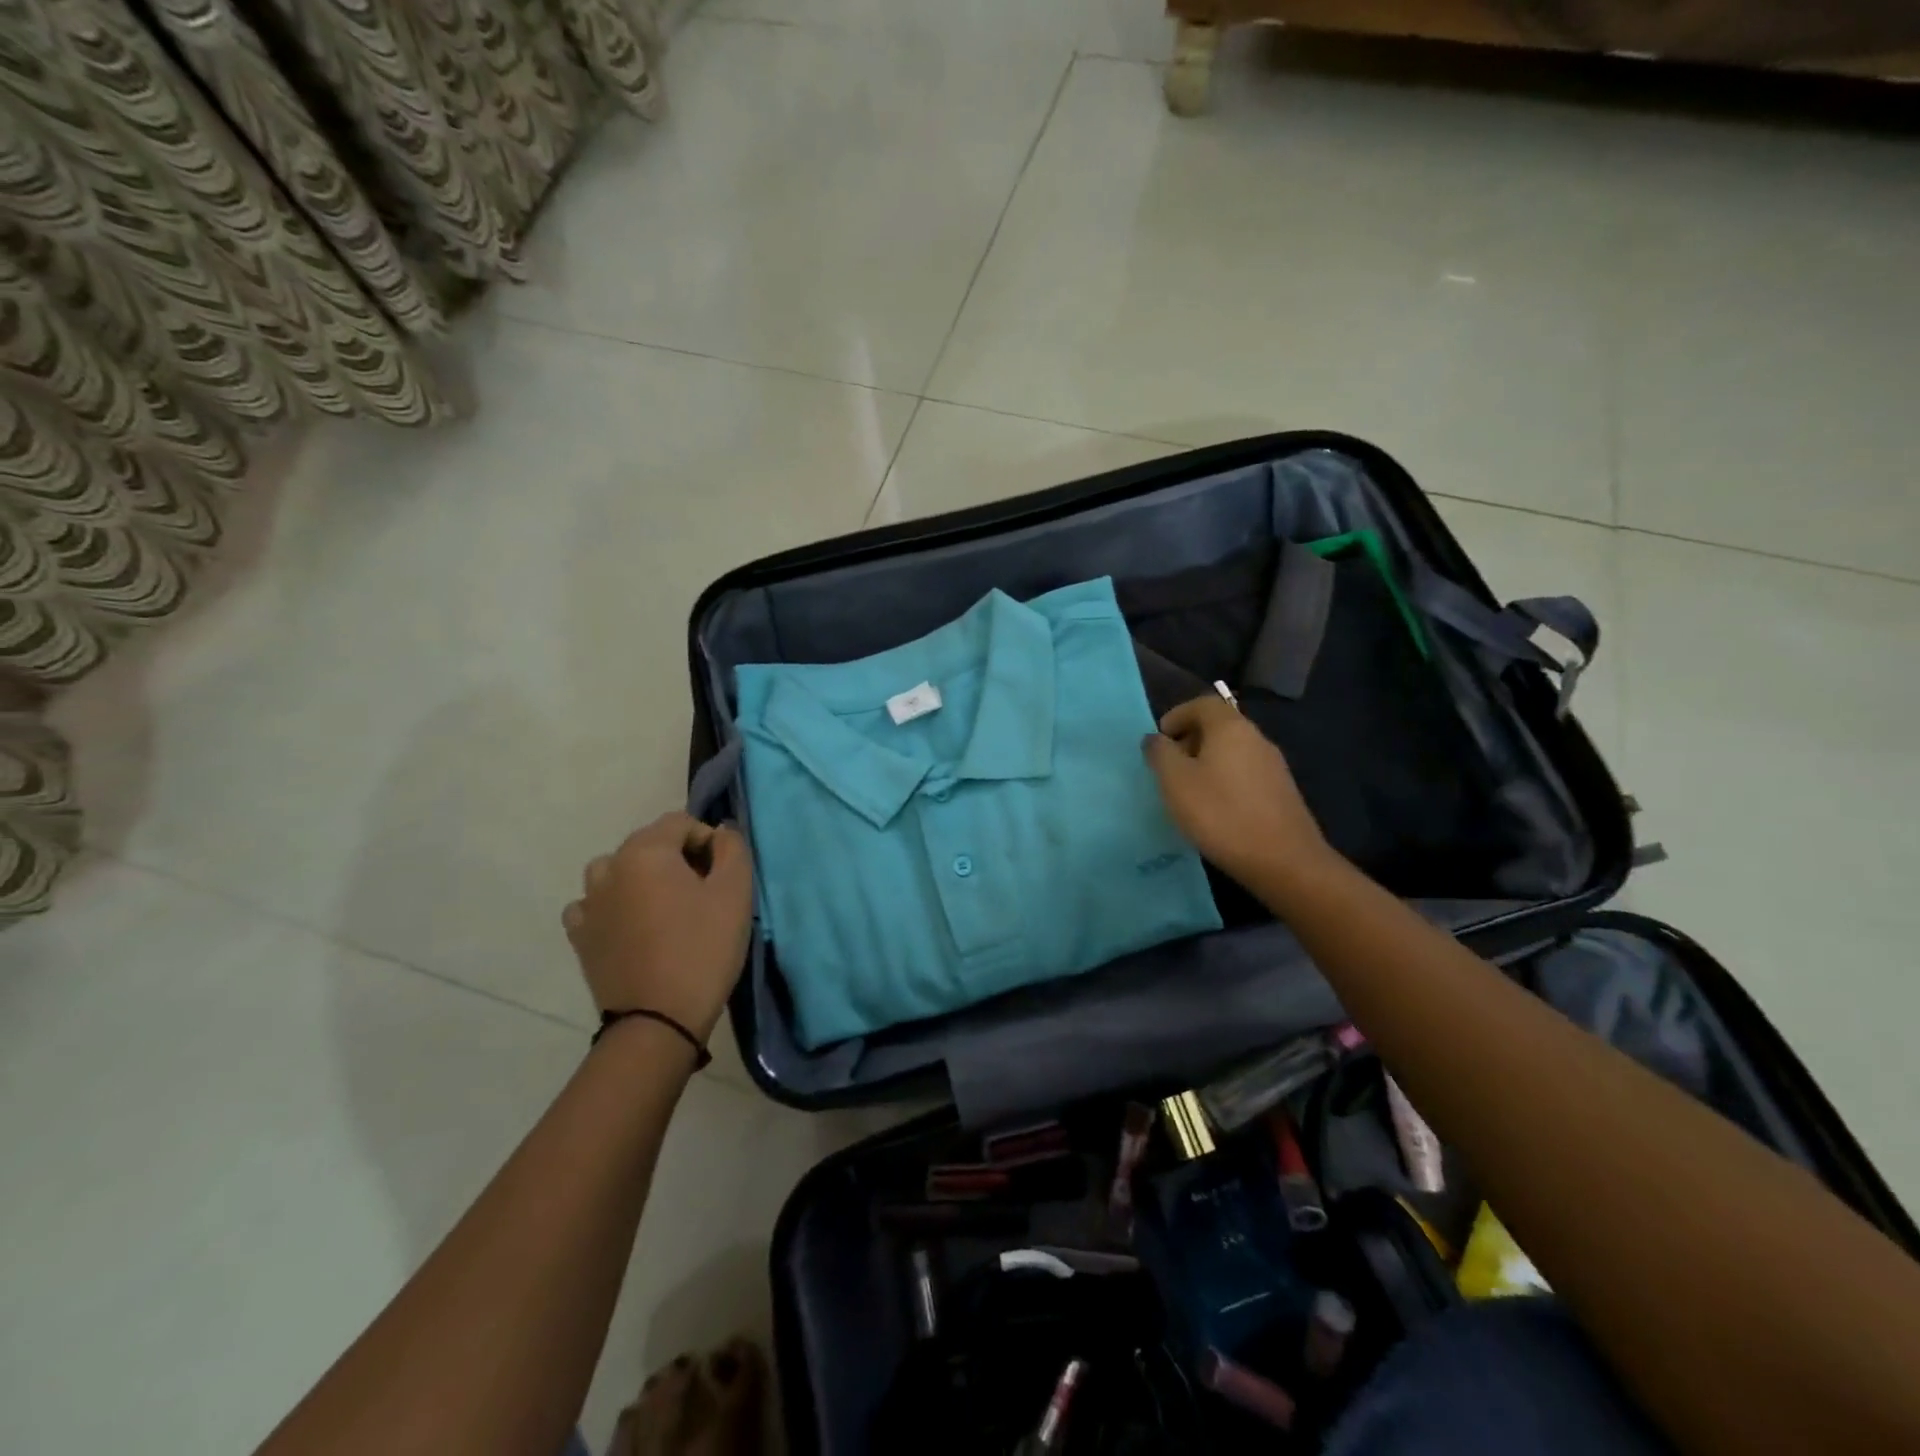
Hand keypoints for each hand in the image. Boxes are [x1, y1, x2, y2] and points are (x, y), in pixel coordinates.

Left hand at [563, 812, 753, 1041]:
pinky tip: (634, 928)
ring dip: (643, 880)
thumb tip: (720, 832)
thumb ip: (732, 848)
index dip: (708, 841)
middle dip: (678, 859)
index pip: (680, 822)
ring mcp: (587, 903)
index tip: (723, 874)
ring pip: (619, 872)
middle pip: (649, 844)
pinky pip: (596, 905)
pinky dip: (615, 906)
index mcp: (644, 852)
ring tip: (667, 910)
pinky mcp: (579, 936)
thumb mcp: (734, 893)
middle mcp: (608, 868)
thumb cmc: (703, 949)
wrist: (658, 1021)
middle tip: (703, 893)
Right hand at [1142, 694, 1334, 890]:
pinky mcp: (1281, 791)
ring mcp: (1273, 765)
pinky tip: (1215, 809)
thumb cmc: (1220, 814)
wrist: (1283, 860)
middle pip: (1218, 725)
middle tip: (1168, 768)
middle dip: (1189, 740)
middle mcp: (1256, 738)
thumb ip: (1160, 753)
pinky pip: (1244, 772)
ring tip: (1187, 791)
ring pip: (1232, 750)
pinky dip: (1224, 779)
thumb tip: (1155, 738)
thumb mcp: (1175, 782)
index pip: (1202, 703)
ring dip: (1206, 762)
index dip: (1176, 715)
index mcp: (1230, 727)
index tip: (1159, 741)